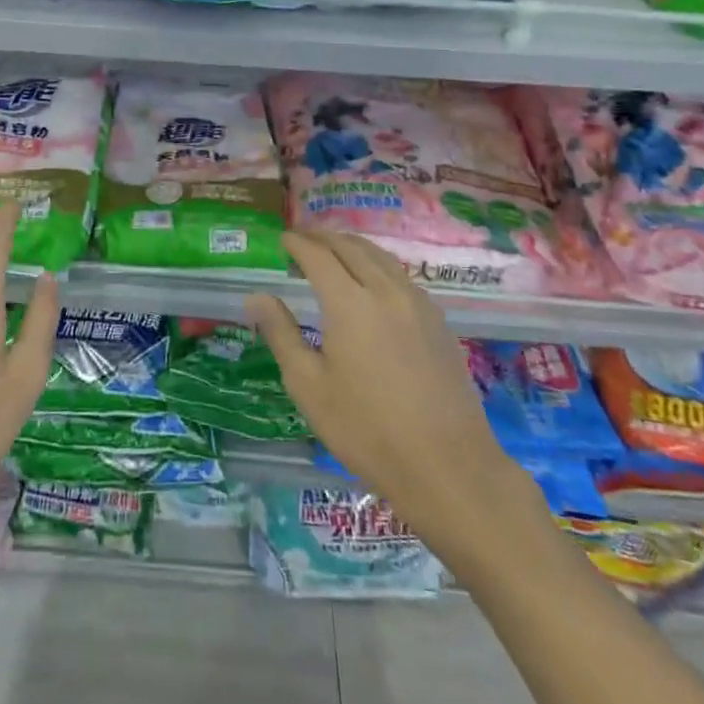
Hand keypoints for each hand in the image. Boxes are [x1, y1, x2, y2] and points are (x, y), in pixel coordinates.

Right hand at [246, 230, 517, 542]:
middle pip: (352, 247)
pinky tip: (373, 284)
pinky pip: (402, 277)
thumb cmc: (366, 430)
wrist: (447, 466)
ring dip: (354, 247)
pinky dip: (379, 266)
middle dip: (324, 237)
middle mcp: (386, 291)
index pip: (318, 256)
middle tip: (304, 240)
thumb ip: (281, 334)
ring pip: (382, 258)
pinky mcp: (439, 322)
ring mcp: (419, 304)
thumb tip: (256, 297)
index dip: (297, 243)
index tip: (282, 238)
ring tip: (335, 252)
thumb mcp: (309, 386)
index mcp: (350, 303)